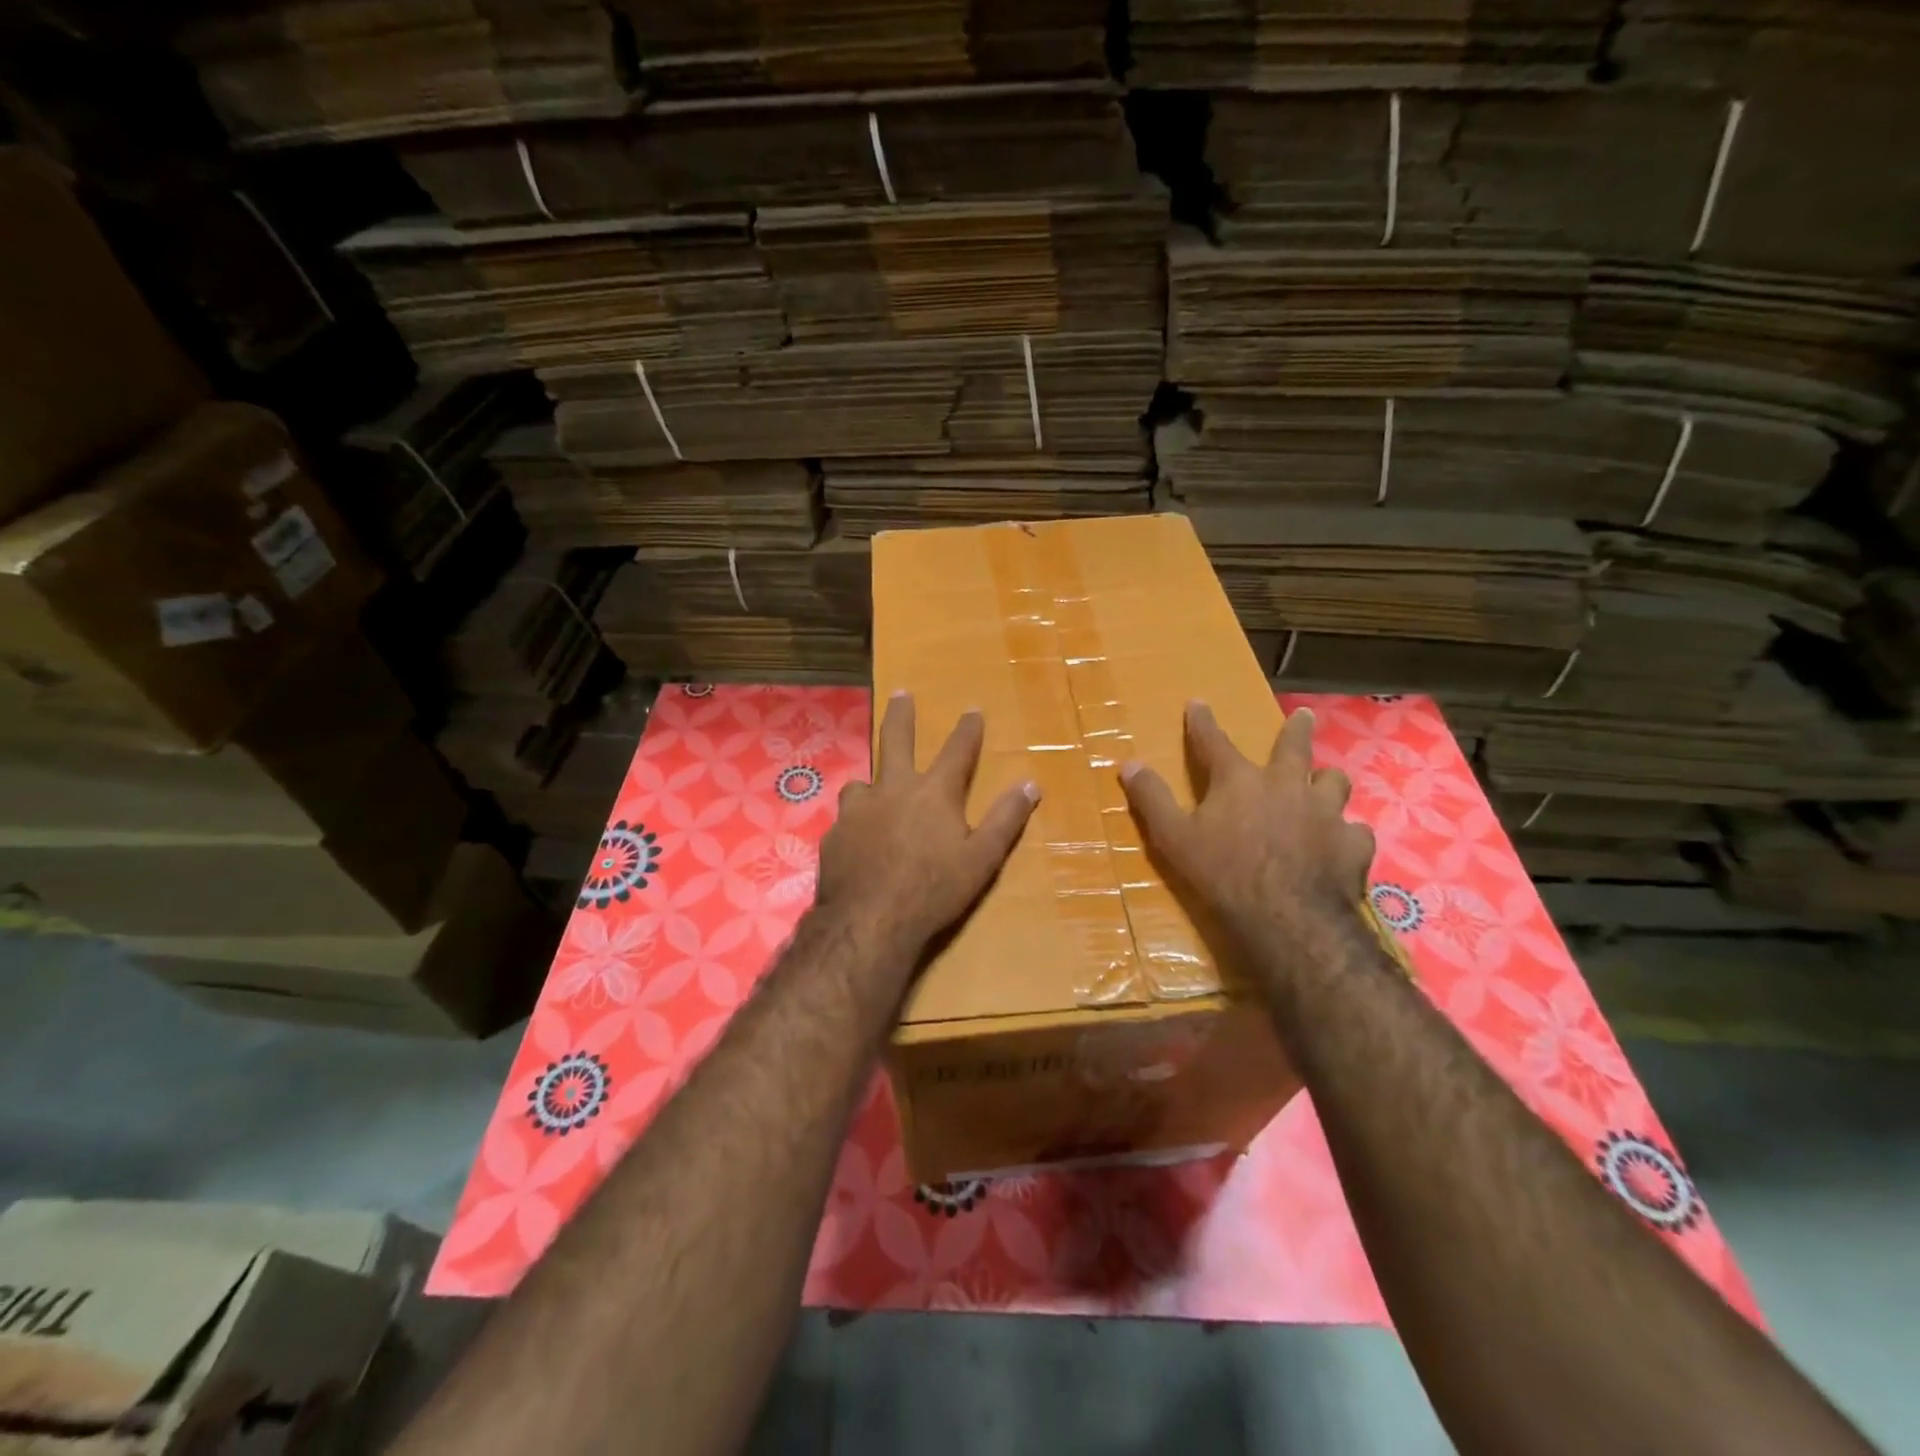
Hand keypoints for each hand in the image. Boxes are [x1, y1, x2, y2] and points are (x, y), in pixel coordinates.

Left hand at [816, 693, 1039, 955]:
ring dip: (872, 781)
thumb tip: (1031, 785)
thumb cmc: (933, 889)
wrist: (869, 920)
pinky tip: (857, 839)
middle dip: (901, 716)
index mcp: (933, 793)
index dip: (967, 730)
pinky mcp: (835, 833)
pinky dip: (857, 822)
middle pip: (896, 742)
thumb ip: (1005, 819)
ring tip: (873, 790)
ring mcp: (858, 810)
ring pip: (863, 782)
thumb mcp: (981, 858)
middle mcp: (893, 790)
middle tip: (900, 694)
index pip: (956, 751)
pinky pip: (847, 818)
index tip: (972, 709)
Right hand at [1120, 702, 1374, 959]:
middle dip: (1296, 729)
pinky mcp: (1352, 844)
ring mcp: (1325, 812)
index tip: (1197, 702)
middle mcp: (1286, 786)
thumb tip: (1128, 764)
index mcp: (1239, 781)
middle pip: (1294, 747)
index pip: (1214, 742)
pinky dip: (1346, 833)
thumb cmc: (1223, 874)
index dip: (1202, 722)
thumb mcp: (1174, 838)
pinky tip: (1342, 842)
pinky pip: (1354, 830)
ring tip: (1325, 781)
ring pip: (1334, 782)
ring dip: (1326, 780)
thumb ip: (1152, 799)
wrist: (1288, 918)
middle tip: (1304, 716)